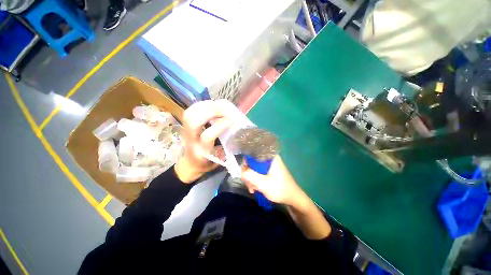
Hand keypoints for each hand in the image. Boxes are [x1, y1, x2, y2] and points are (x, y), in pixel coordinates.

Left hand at [175, 100, 232, 182]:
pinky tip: (211, 104)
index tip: (234, 118)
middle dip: (211, 111)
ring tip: (220, 104)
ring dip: (206, 106)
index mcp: (201, 151)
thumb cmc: (207, 163)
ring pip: (190, 114)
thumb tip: (237, 130)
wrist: (190, 163)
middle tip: (226, 108)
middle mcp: (191, 140)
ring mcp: (185, 131)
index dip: (221, 125)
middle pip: (194, 121)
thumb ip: (227, 148)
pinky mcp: (185, 125)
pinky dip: (201, 104)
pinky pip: (190, 110)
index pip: (207, 136)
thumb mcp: (220, 160)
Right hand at [241, 156, 304, 205]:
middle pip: (252, 162)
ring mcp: (269, 165)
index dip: (246, 163)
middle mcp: (269, 158)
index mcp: (270, 157)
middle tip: (250, 186)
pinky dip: (255, 180)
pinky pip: (258, 172)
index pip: (252, 154)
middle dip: (249, 174)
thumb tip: (241, 171)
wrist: (293, 198)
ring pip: (255, 168)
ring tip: (253, 189)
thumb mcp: (263, 183)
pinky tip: (256, 189)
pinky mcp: (269, 171)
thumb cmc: (280, 189)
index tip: (244, 174)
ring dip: (252, 179)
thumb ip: (250, 176)